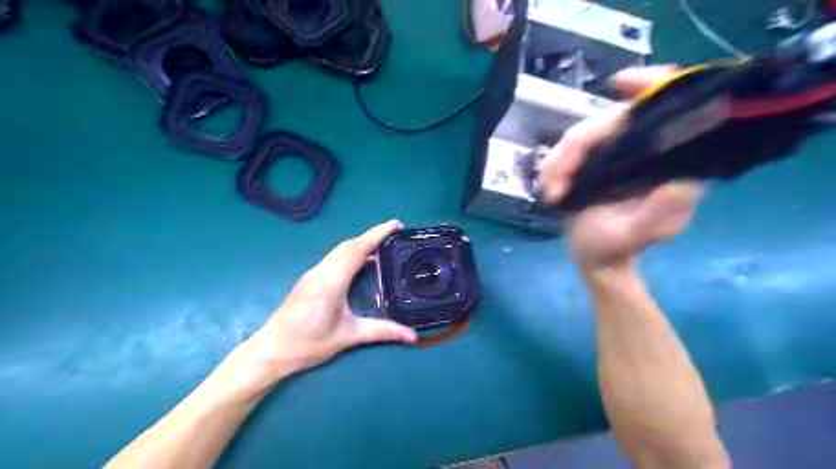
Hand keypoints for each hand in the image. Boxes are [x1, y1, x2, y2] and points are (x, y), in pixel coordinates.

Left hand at [245, 220, 416, 379]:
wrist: (271, 351)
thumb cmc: (309, 343)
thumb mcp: (349, 336)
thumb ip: (382, 332)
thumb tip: (412, 335)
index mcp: (332, 280)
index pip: (358, 249)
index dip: (377, 234)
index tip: (396, 224)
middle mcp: (321, 271)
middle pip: (349, 245)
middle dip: (372, 236)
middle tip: (394, 233)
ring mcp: (313, 274)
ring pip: (340, 251)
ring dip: (361, 243)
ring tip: (382, 245)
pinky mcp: (309, 280)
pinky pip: (334, 258)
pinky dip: (351, 253)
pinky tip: (361, 263)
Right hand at [535, 66, 703, 271]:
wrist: (594, 259)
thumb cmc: (613, 249)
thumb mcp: (634, 236)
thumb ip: (657, 212)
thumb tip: (680, 178)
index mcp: (666, 164)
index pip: (666, 110)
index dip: (650, 86)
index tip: (618, 83)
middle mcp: (645, 152)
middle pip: (610, 121)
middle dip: (575, 149)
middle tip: (554, 185)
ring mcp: (617, 154)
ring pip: (583, 135)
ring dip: (558, 162)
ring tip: (550, 193)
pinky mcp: (595, 161)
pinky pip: (569, 149)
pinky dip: (554, 165)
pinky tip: (549, 186)